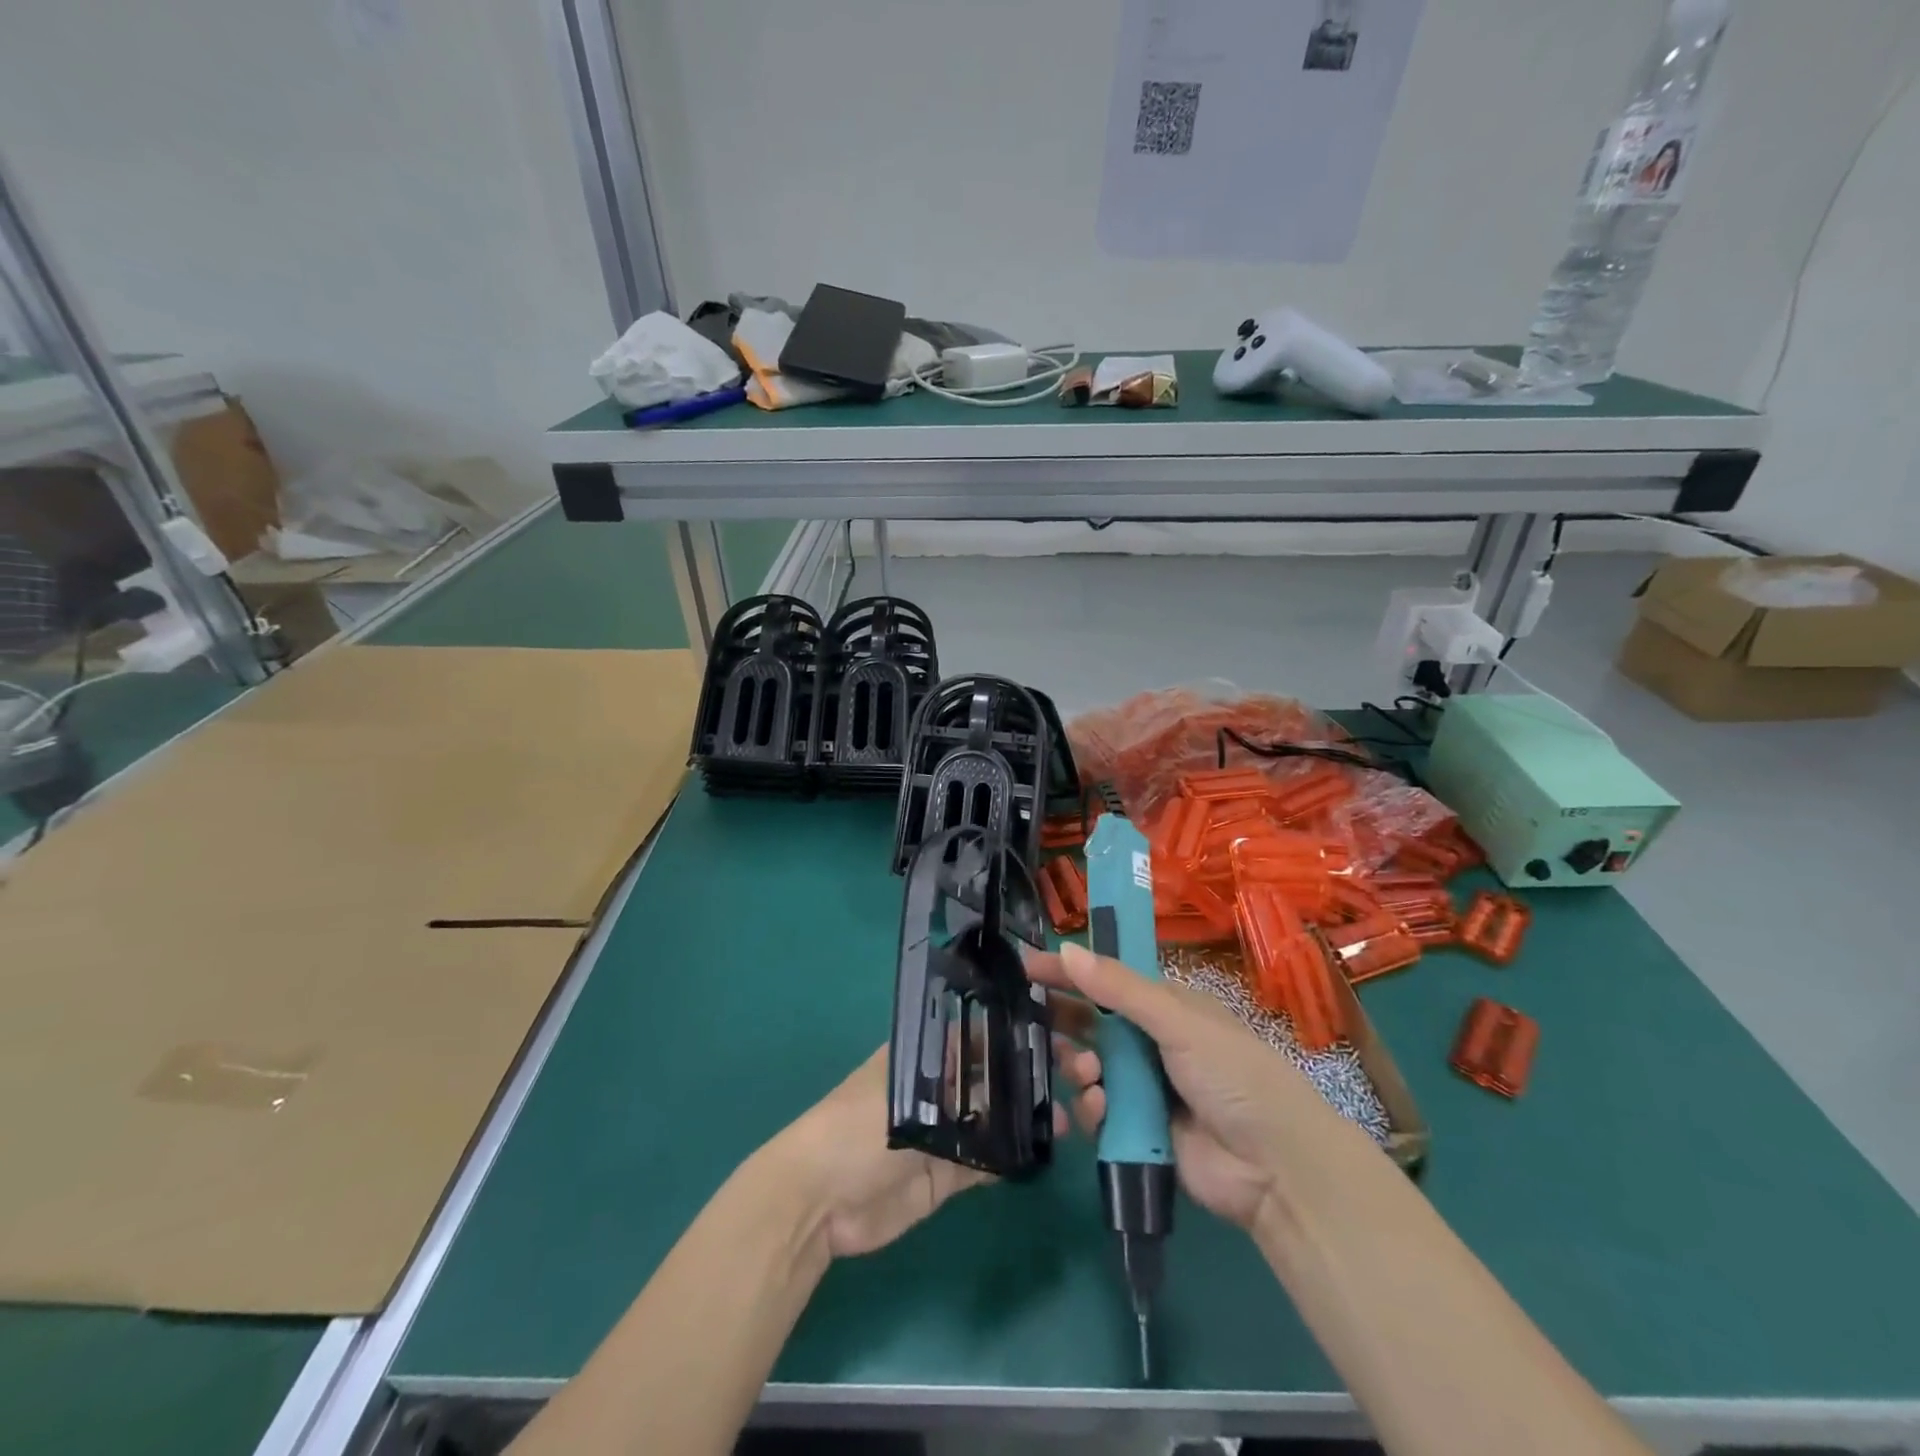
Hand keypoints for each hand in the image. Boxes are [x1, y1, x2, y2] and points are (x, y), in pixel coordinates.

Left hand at [770, 1046, 1064, 1260]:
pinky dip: (1014, 1155)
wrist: (819, 1204)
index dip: (1013, 1032)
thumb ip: (956, 1085)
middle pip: (991, 1076)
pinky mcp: (948, 1175)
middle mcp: (938, 1088)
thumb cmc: (854, 1128)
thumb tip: (1006, 1065)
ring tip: (1072, 1112)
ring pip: (996, 1117)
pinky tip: (1048, 1146)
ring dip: (1029, 1114)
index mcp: (923, 1056)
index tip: (1056, 1029)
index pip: (976, 1034)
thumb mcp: (903, 1093)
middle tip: (1078, 1072)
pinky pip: (989, 1160)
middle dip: (1029, 1073)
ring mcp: (945, 1132)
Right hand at [1028, 942, 1324, 1232]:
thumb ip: (1120, 989)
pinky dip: (1092, 1108)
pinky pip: (1099, 1111)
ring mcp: (1145, 1088)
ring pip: (1090, 1067)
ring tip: (1088, 1073)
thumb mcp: (1179, 1022)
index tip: (1028, 964)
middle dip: (1066, 1021)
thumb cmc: (1233, 1075)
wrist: (1275, 1168)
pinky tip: (1099, 1109)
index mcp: (1167, 1008)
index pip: (1108, 979)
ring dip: (1080, 1065)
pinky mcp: (1138, 1131)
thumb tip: (1068, 949)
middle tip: (1034, 1019)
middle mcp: (1152, 1042)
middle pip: (1094, 1023)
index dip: (1071, 971)